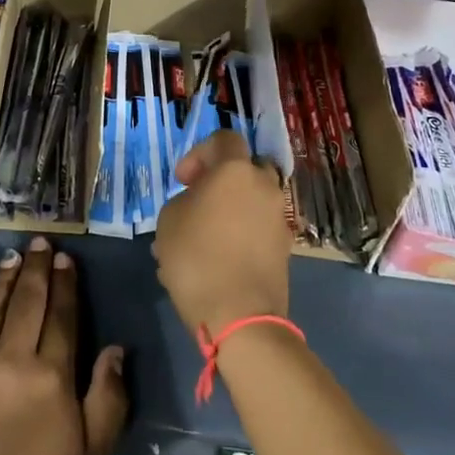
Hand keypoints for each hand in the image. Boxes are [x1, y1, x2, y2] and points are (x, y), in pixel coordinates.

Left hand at [0, 237, 127, 454]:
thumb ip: (108, 398)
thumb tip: (115, 348)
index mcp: (51, 376)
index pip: (61, 315)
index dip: (65, 284)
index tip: (65, 259)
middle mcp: (11, 358)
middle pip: (27, 301)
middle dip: (36, 268)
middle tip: (40, 241)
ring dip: (4, 278)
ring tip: (13, 255)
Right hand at [154, 131, 291, 336]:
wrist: (240, 315)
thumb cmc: (196, 258)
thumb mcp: (169, 220)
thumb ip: (184, 200)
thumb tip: (198, 205)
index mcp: (236, 171)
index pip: (224, 139)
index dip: (200, 153)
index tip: (183, 180)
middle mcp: (265, 186)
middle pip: (244, 169)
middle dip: (220, 180)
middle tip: (197, 202)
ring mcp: (279, 218)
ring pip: (252, 199)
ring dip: (232, 208)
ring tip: (204, 236)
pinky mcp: (285, 247)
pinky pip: (259, 226)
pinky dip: (242, 232)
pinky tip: (220, 258)